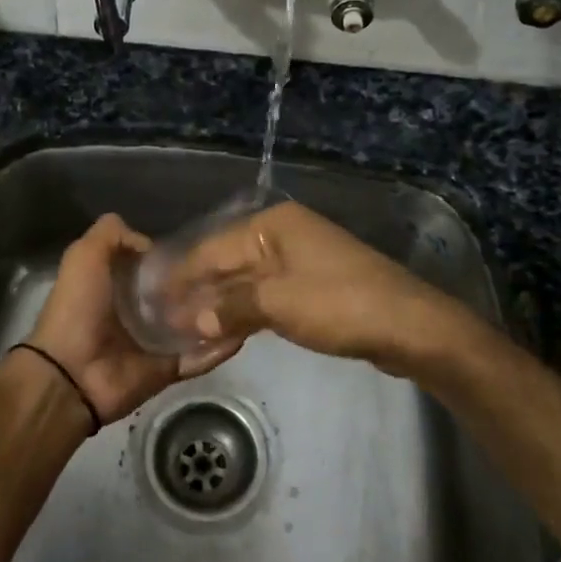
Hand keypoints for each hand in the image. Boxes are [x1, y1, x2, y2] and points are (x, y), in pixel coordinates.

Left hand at [21, 213, 240, 426]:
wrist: (71, 372)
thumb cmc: (78, 307)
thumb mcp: (85, 254)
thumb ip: (112, 234)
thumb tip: (151, 244)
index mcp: (119, 283)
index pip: (156, 263)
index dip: (176, 253)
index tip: (206, 243)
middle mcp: (139, 310)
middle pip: (180, 293)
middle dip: (205, 282)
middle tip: (235, 269)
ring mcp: (156, 341)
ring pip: (195, 323)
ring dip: (218, 313)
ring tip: (249, 295)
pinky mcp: (169, 368)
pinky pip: (199, 357)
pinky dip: (219, 348)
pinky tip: (244, 331)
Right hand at [169, 200, 479, 381]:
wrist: (410, 326)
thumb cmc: (341, 304)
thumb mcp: (279, 304)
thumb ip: (230, 307)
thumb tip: (191, 319)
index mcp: (272, 226)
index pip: (212, 248)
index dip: (180, 275)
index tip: (150, 298)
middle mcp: (282, 236)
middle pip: (227, 263)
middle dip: (197, 292)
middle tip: (161, 319)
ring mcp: (298, 262)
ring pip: (245, 284)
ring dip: (218, 308)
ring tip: (184, 332)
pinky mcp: (310, 288)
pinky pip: (265, 298)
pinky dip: (243, 316)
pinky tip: (222, 334)